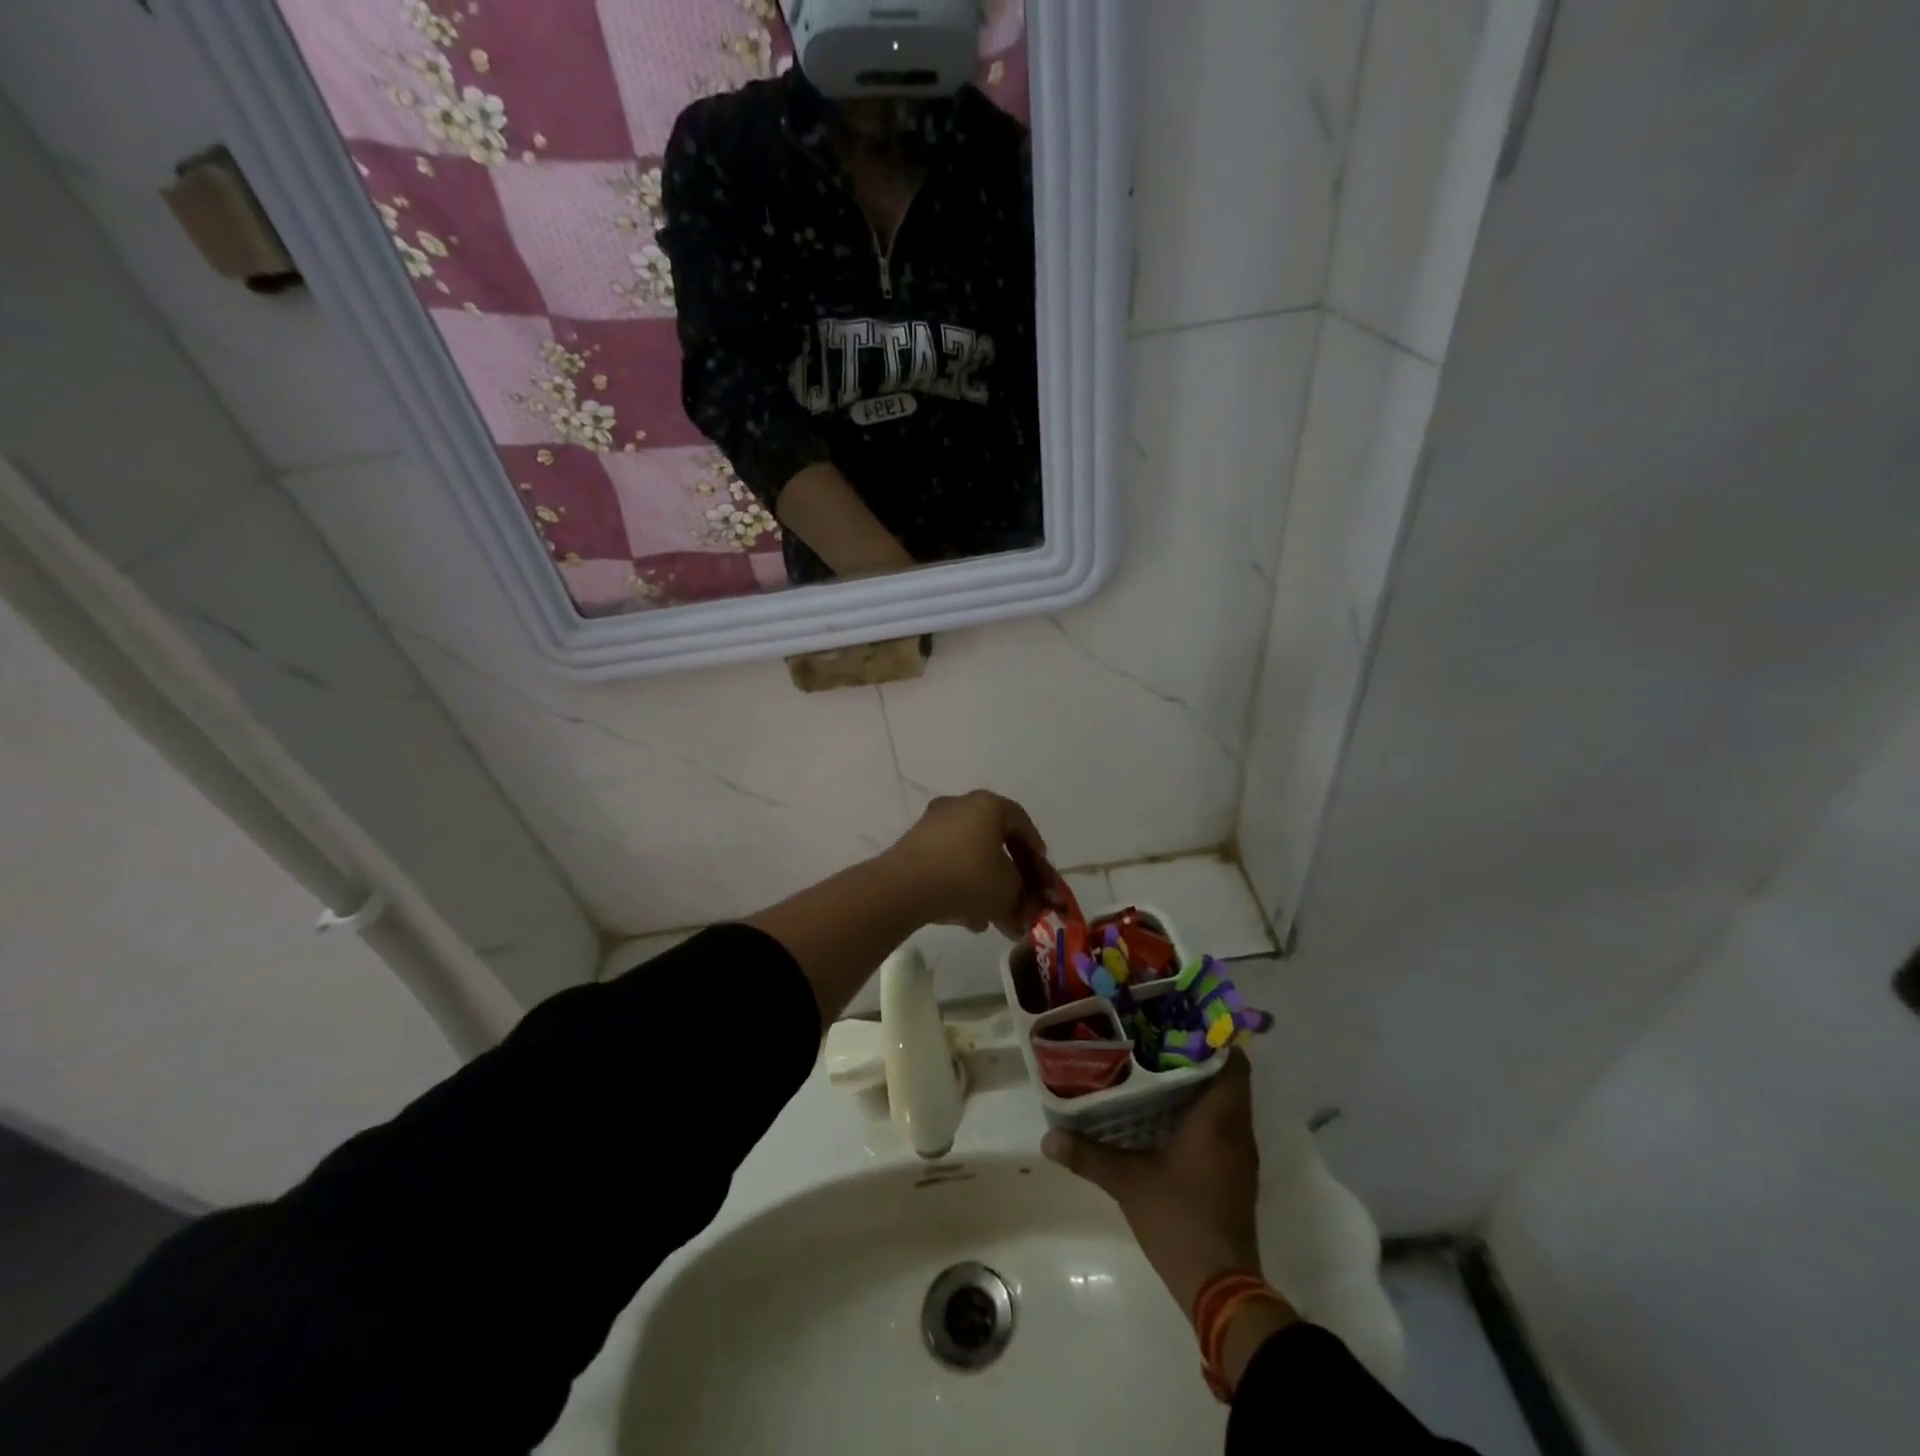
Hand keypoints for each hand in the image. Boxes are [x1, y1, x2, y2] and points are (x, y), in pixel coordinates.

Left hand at [884, 790, 1048, 937]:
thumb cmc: (967, 878)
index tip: (1040, 870)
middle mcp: (959, 806)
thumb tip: (1022, 915)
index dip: (1034, 848)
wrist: (904, 887)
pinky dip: (961, 885)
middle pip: (994, 840)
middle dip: (1009, 873)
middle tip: (1019, 896)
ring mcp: (932, 825)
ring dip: (985, 884)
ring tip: (993, 917)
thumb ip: (1022, 899)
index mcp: (987, 805)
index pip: (1020, 821)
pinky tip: (968, 918)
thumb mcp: (1006, 891)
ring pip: (970, 855)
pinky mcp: (913, 846)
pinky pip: (947, 864)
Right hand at [1043, 1051, 1263, 1317]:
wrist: (1221, 1287)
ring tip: (1158, 1072)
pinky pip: (1225, 1129)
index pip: (1233, 1063)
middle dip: (1198, 1059)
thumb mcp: (1128, 1182)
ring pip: (1227, 1106)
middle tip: (1158, 1042)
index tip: (1181, 1024)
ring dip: (1201, 1088)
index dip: (1213, 1039)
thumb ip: (1089, 1155)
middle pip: (1228, 1080)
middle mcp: (1237, 1131)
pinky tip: (1169, 1117)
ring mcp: (1240, 1157)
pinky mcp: (1236, 1177)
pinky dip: (1203, 1115)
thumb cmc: (1179, 1219)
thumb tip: (1048, 1138)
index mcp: (1218, 1120)